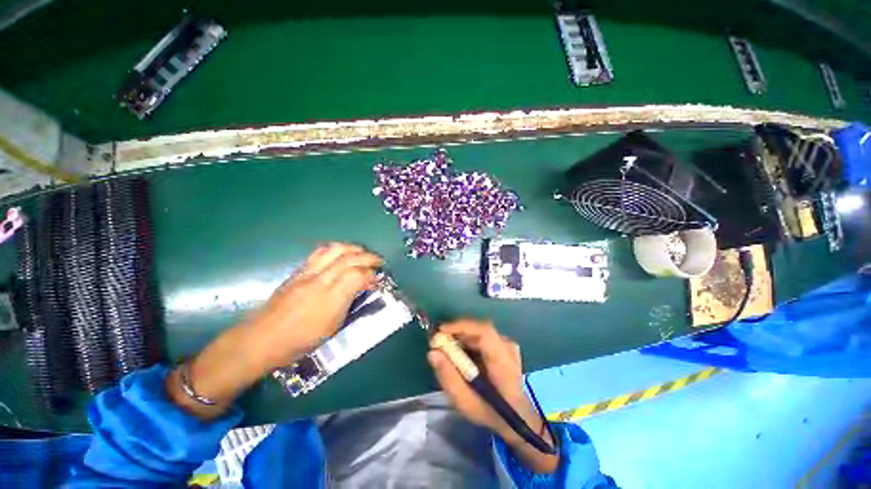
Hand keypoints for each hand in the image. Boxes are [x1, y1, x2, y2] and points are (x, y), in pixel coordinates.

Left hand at [245, 243, 382, 370]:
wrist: (261, 339)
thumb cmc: (300, 340)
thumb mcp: (332, 326)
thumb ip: (348, 303)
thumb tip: (361, 287)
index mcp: (329, 299)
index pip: (356, 275)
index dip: (371, 274)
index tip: (377, 279)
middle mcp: (319, 280)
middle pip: (347, 257)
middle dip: (367, 256)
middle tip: (378, 260)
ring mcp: (306, 273)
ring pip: (333, 249)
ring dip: (352, 248)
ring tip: (361, 252)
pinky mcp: (297, 272)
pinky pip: (321, 252)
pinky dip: (337, 249)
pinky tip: (341, 255)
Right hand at [428, 319, 558, 473]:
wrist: (517, 416)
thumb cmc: (491, 413)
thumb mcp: (466, 403)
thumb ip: (449, 378)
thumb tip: (433, 353)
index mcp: (503, 361)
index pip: (484, 332)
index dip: (461, 327)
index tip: (440, 332)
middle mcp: (507, 347)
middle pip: (479, 329)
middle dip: (456, 332)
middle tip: (438, 341)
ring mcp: (507, 344)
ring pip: (479, 331)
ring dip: (460, 335)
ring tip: (446, 347)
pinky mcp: (503, 344)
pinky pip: (482, 335)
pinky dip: (468, 340)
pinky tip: (459, 351)